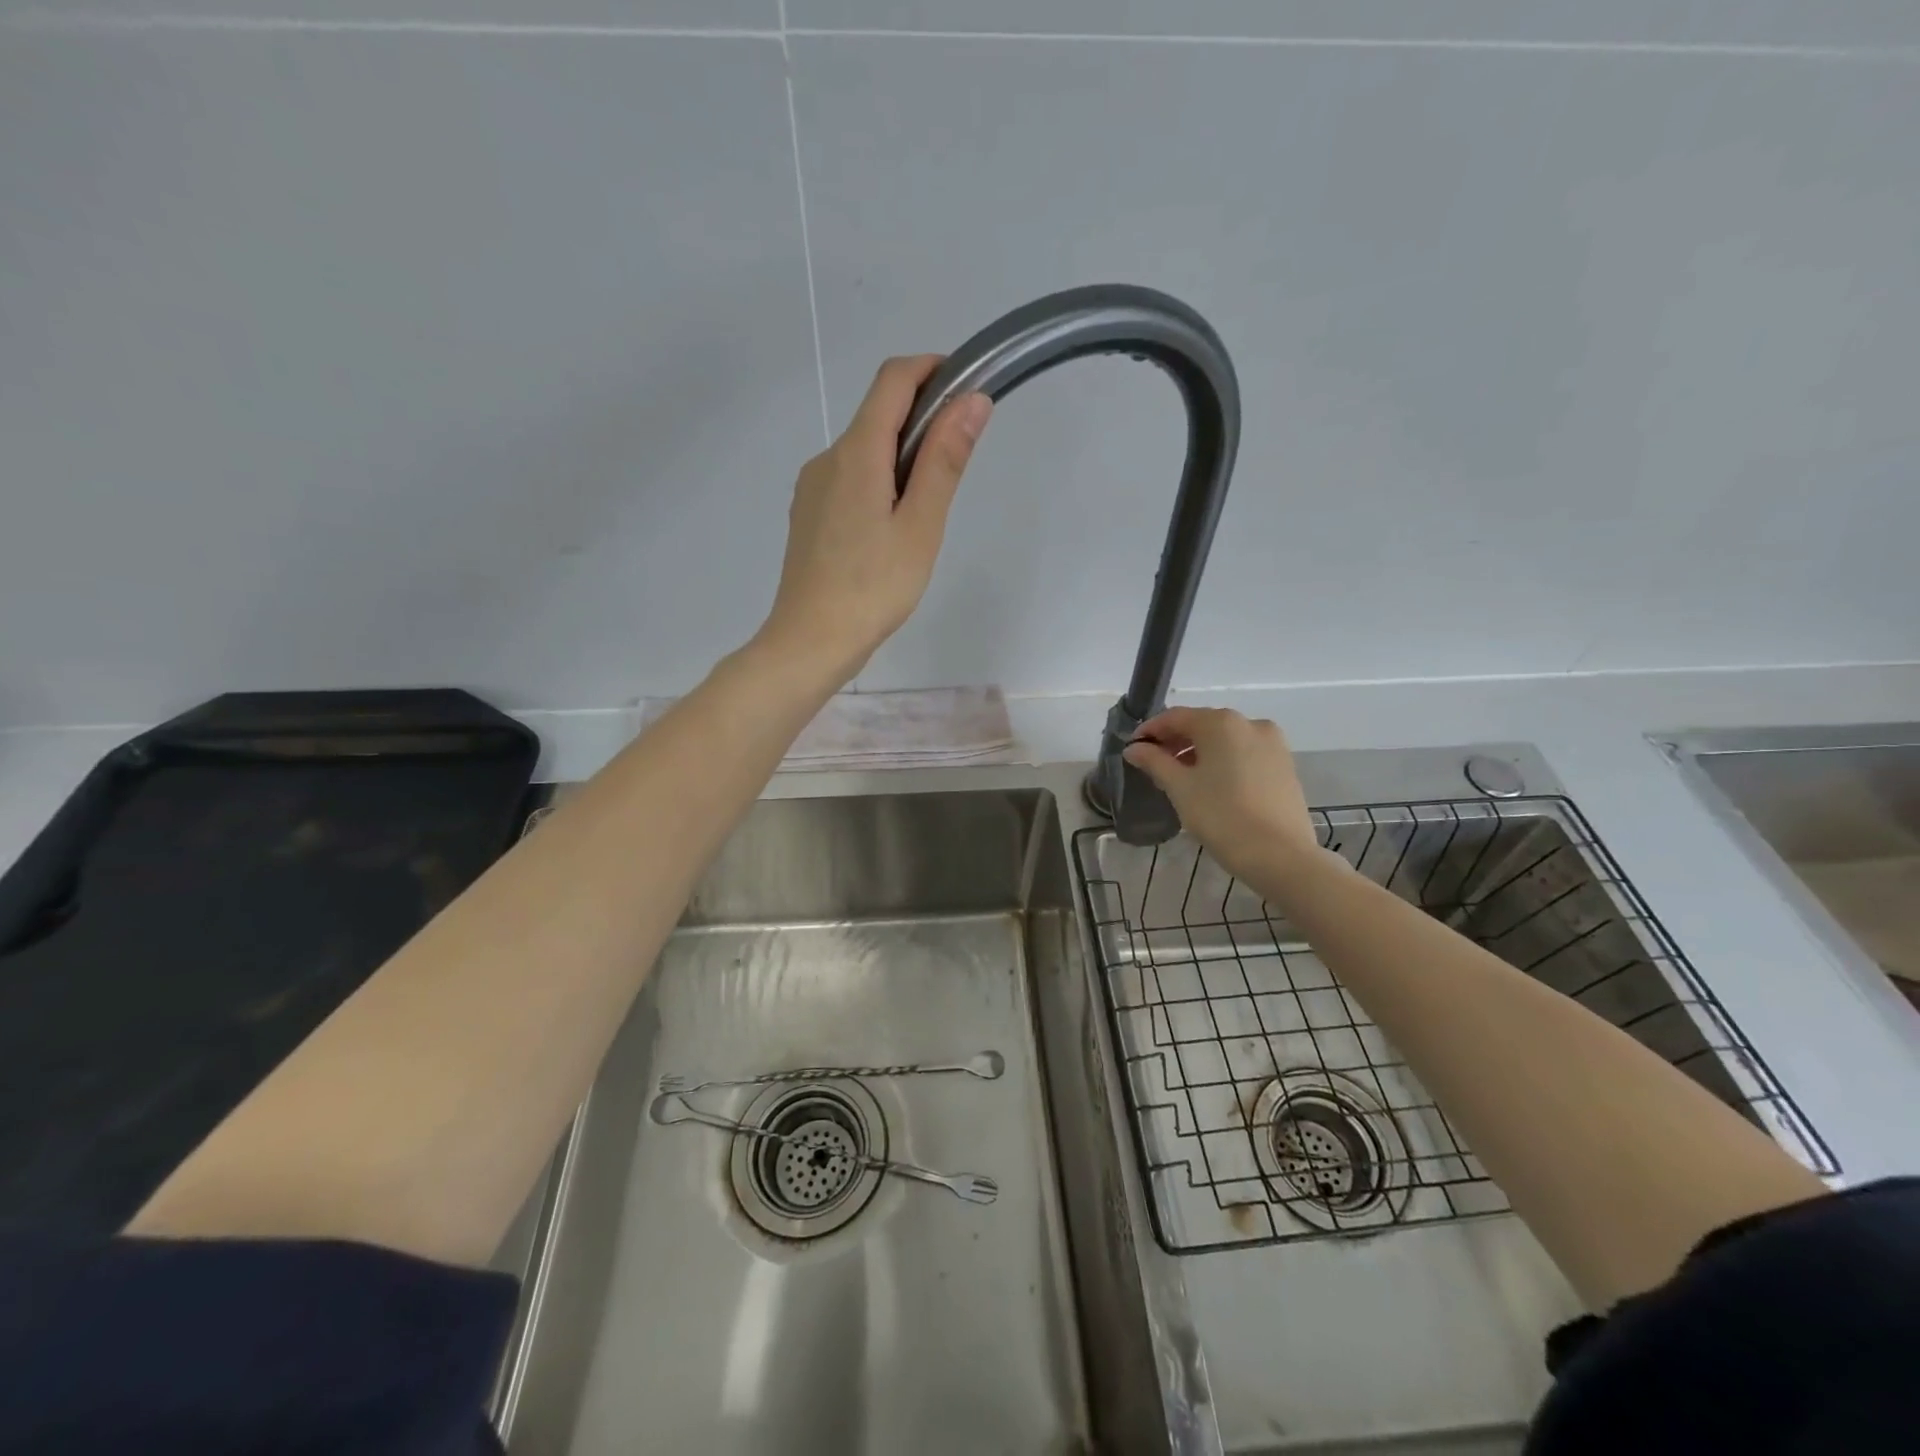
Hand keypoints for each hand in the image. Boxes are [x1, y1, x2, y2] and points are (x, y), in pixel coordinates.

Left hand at [759, 355, 991, 681]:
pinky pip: (849, 480)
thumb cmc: (874, 588)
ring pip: (863, 451)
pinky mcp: (808, 515)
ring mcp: (812, 488)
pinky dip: (878, 484)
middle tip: (956, 469)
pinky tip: (889, 533)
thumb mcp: (921, 525)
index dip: (932, 369)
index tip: (966, 389)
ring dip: (900, 459)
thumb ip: (944, 460)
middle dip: (922, 422)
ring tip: (923, 516)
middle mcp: (827, 458)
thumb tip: (972, 400)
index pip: (892, 379)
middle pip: (877, 415)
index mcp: (856, 453)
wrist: (811, 641)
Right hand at [1122, 707, 1320, 883]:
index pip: (1175, 717)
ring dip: (1199, 753)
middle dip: (1176, 742)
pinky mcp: (1285, 766)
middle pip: (1203, 725)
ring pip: (1225, 741)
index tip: (1132, 749)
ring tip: (1181, 778)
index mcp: (1222, 723)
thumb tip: (1134, 748)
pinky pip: (1245, 754)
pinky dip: (1223, 762)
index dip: (1150, 731)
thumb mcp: (1180, 788)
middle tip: (1153, 765)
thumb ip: (1154, 762)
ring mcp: (1273, 744)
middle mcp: (1250, 723)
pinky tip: (1212, 785)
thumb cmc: (1222, 817)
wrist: (1281, 856)